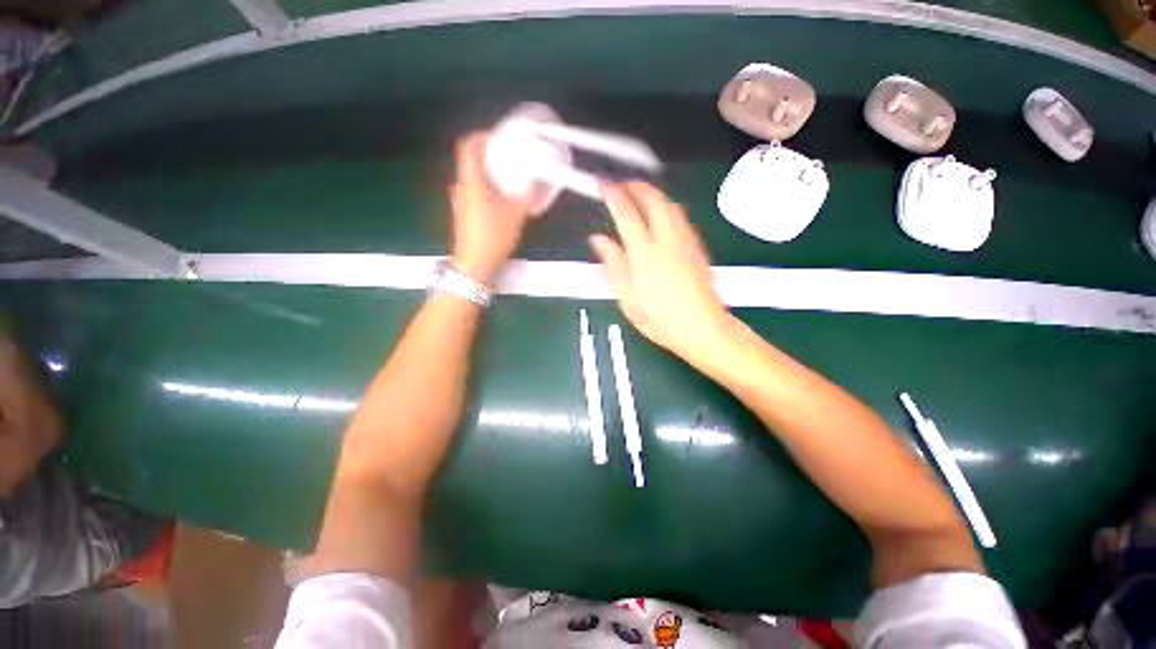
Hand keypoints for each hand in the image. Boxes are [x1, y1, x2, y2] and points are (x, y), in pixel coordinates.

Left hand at [448, 132, 537, 284]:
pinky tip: (503, 199)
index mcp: (471, 182)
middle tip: (510, 158)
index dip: (482, 136)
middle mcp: (461, 187)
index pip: (468, 146)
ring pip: (474, 178)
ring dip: (489, 173)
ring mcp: (461, 201)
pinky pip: (475, 192)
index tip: (498, 137)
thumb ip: (526, 197)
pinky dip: (487, 188)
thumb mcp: (515, 215)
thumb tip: (536, 184)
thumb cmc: (493, 236)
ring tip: (510, 178)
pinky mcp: (464, 214)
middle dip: (490, 155)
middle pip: (471, 161)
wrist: (475, 264)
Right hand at [590, 182, 731, 365]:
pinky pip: (682, 217)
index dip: (614, 196)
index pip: (626, 214)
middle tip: (623, 184)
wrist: (701, 328)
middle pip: (653, 200)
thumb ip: (613, 264)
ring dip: (655, 194)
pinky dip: (668, 207)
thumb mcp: (627, 296)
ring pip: (671, 205)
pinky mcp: (697, 247)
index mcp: (644, 253)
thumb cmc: (658, 318)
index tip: (604, 186)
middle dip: (637, 186)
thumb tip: (598, 240)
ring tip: (641, 194)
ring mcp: (685, 241)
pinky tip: (663, 215)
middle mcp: (666, 240)